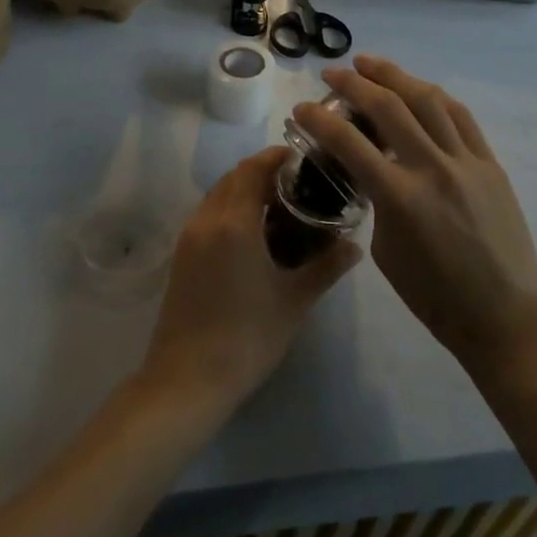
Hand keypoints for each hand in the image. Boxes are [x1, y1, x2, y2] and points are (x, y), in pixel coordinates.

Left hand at [141, 148, 359, 408]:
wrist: (187, 379)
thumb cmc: (247, 337)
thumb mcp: (294, 301)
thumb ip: (326, 267)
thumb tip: (354, 245)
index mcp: (234, 222)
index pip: (254, 169)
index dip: (277, 157)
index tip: (302, 159)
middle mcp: (206, 219)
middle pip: (233, 177)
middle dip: (263, 171)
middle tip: (297, 183)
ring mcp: (188, 237)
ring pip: (218, 195)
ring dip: (244, 189)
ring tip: (278, 206)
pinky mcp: (181, 255)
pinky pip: (208, 214)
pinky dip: (229, 208)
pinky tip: (253, 234)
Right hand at [296, 57, 536, 372]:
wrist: (505, 315)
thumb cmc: (436, 297)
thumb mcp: (386, 251)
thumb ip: (377, 203)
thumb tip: (374, 174)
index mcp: (400, 197)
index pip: (349, 143)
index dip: (319, 119)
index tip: (301, 107)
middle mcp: (433, 168)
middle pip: (389, 106)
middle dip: (355, 82)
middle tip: (333, 72)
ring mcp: (467, 162)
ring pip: (428, 100)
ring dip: (396, 76)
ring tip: (371, 65)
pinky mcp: (490, 164)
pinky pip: (461, 117)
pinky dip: (434, 97)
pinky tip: (418, 89)